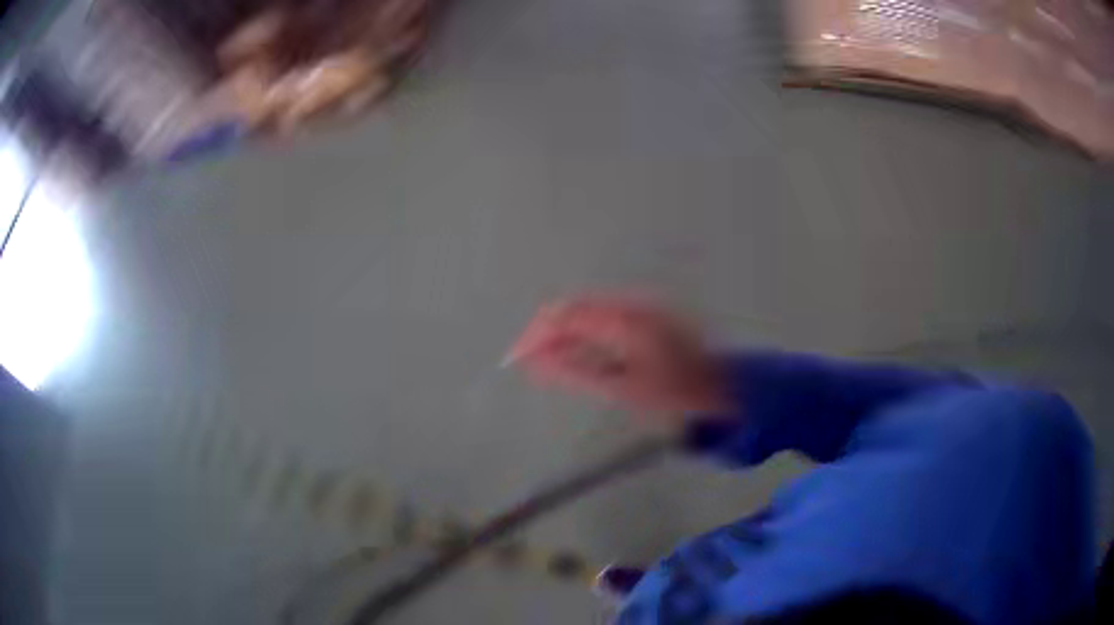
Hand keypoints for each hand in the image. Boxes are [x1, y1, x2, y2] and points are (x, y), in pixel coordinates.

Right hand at [506, 296, 728, 419]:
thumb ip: (575, 370)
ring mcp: (638, 306)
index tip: (517, 358)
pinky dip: (582, 332)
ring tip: (548, 361)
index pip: (563, 316)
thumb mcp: (622, 388)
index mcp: (622, 321)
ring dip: (562, 332)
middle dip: (545, 332)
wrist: (719, 387)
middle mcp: (628, 305)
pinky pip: (601, 315)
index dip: (534, 335)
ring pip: (585, 310)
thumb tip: (535, 361)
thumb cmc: (673, 393)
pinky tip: (578, 352)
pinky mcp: (644, 313)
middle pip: (571, 307)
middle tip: (529, 362)